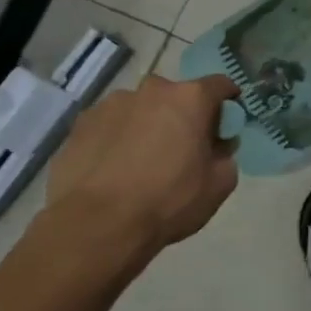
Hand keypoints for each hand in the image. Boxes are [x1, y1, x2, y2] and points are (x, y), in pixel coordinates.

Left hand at [44, 75, 240, 265]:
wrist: (97, 225)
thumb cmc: (168, 201)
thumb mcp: (219, 185)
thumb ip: (225, 156)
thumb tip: (217, 146)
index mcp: (190, 99)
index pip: (220, 85)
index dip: (228, 102)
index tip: (226, 124)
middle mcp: (151, 90)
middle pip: (177, 95)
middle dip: (183, 115)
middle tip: (183, 147)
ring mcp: (111, 103)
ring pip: (141, 108)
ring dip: (148, 124)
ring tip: (142, 161)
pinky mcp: (81, 123)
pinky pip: (111, 124)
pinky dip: (118, 137)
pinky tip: (115, 168)